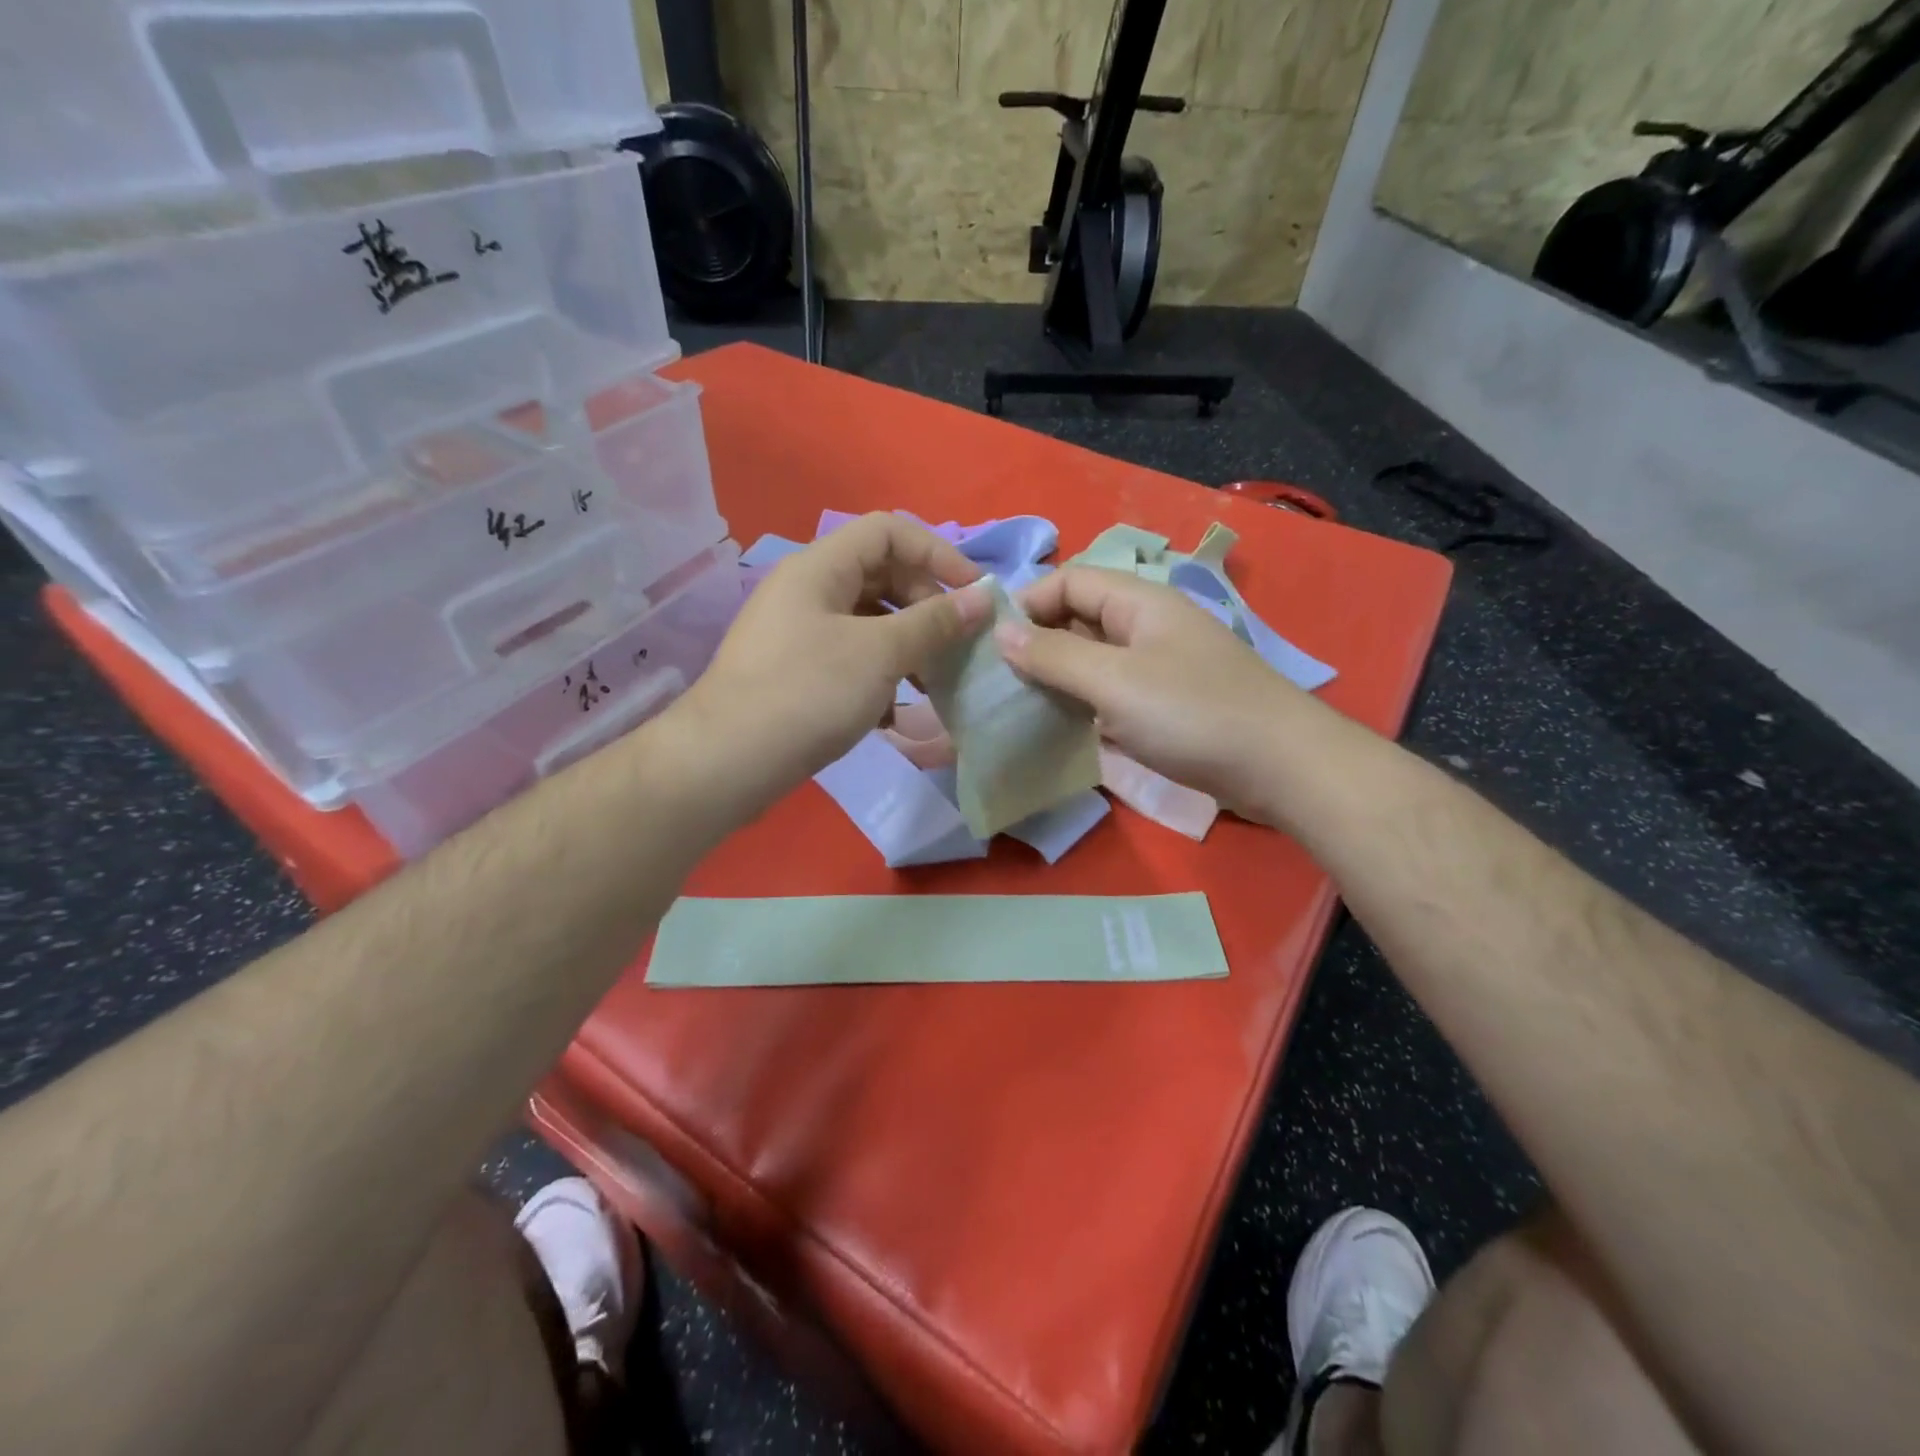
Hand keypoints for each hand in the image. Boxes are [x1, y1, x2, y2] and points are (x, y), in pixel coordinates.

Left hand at [681, 513, 989, 815]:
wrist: (728, 761)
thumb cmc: (808, 692)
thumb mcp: (880, 653)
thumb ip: (934, 622)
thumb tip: (982, 598)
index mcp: (820, 566)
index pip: (889, 531)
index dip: (938, 554)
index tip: (974, 594)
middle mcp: (807, 589)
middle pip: (881, 575)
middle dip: (925, 606)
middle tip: (953, 646)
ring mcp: (798, 631)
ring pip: (868, 621)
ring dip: (907, 645)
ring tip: (931, 684)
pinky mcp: (796, 670)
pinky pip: (850, 655)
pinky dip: (879, 674)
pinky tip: (891, 713)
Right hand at [997, 567, 1307, 816]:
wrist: (1280, 767)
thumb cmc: (1194, 714)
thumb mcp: (1115, 682)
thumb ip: (1055, 655)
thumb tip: (1001, 632)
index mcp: (1138, 601)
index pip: (1068, 580)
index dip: (1028, 604)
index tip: (992, 645)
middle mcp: (1147, 624)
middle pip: (1079, 618)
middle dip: (1038, 643)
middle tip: (999, 681)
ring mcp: (1158, 665)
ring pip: (1093, 658)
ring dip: (1058, 677)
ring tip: (1020, 706)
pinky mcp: (1165, 703)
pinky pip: (1112, 691)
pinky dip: (1084, 703)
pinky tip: (1060, 727)